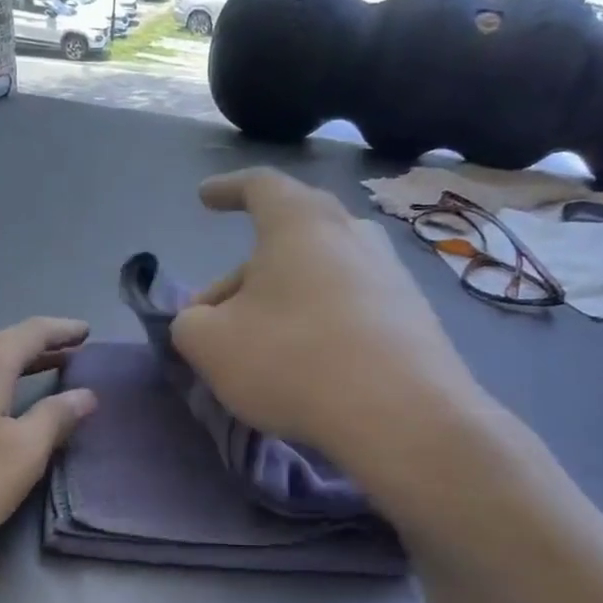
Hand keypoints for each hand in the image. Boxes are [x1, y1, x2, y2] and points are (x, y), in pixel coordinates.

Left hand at [0, 317, 96, 568]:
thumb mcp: (18, 458)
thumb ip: (54, 421)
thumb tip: (84, 393)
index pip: (32, 333)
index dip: (63, 330)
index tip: (85, 331)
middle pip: (0, 347)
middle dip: (37, 352)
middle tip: (67, 357)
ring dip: (4, 372)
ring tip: (25, 384)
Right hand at [171, 169, 485, 455]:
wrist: (402, 416)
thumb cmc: (292, 360)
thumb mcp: (209, 344)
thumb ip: (188, 323)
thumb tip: (200, 320)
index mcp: (300, 223)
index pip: (259, 186)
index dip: (226, 189)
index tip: (204, 198)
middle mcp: (351, 233)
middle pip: (286, 238)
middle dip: (242, 272)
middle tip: (213, 313)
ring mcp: (390, 274)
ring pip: (318, 274)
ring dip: (280, 299)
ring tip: (257, 342)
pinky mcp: (413, 316)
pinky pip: (348, 305)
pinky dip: (316, 322)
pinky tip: (304, 364)